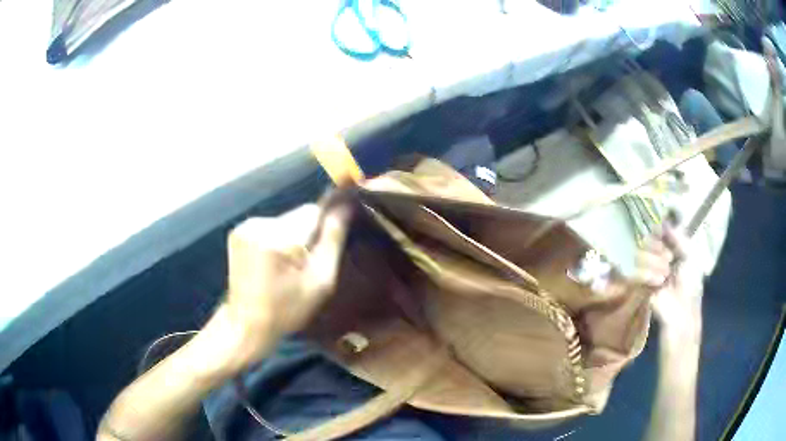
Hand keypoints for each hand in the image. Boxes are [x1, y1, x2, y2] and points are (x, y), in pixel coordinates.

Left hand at [214, 203, 350, 370]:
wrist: (246, 324)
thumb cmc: (286, 310)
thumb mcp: (320, 282)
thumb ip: (333, 240)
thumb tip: (345, 206)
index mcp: (279, 238)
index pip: (314, 211)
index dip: (323, 230)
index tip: (320, 254)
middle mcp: (259, 224)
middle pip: (298, 216)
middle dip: (306, 236)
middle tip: (302, 267)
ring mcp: (245, 226)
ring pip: (285, 220)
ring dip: (291, 238)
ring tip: (285, 267)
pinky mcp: (238, 230)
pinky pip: (270, 226)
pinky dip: (276, 239)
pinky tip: (271, 262)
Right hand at [635, 223, 703, 344]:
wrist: (682, 315)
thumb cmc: (691, 287)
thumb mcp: (691, 257)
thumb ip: (679, 238)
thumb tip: (664, 223)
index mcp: (670, 248)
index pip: (657, 231)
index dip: (659, 231)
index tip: (664, 235)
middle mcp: (656, 256)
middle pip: (646, 239)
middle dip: (658, 248)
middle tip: (669, 260)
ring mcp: (646, 270)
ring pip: (639, 253)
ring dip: (654, 262)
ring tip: (664, 276)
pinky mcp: (638, 285)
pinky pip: (634, 271)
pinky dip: (647, 274)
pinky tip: (658, 282)